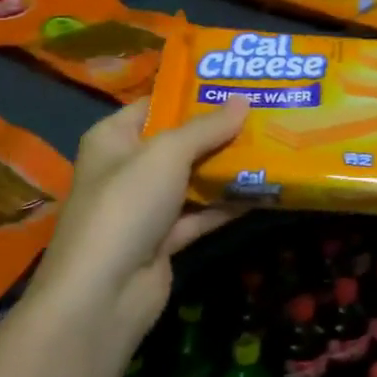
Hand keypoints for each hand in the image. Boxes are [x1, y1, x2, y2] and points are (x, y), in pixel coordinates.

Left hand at [28, 96, 250, 346]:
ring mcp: (145, 207)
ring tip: (273, 145)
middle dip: (218, 130)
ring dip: (227, 168)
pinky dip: (227, 205)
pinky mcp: (163, 240)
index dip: (191, 93)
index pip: (155, 104)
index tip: (235, 83)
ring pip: (192, 179)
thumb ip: (206, 128)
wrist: (102, 293)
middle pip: (178, 143)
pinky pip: (200, 214)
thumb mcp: (167, 154)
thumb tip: (244, 102)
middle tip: (264, 112)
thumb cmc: (126, 204)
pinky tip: (265, 190)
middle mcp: (127, 168)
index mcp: (113, 138)